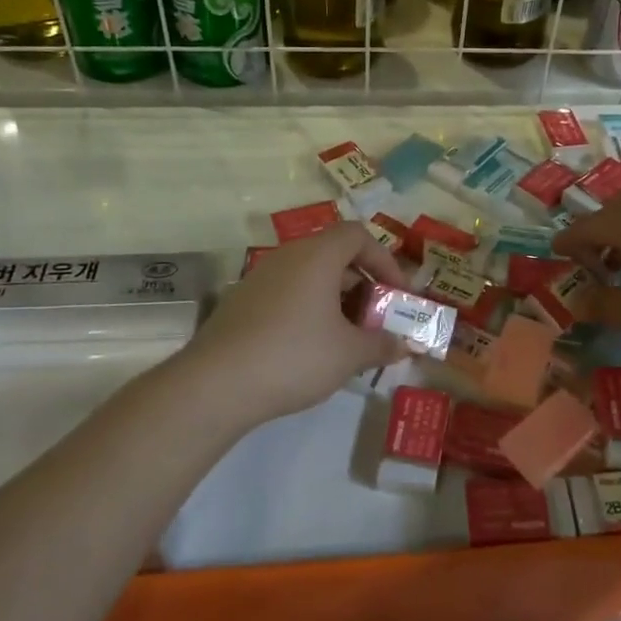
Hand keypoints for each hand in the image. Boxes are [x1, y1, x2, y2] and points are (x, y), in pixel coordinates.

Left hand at [176, 224, 409, 426]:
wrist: (215, 385)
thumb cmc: (294, 356)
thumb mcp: (349, 354)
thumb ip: (382, 344)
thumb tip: (404, 345)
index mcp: (317, 255)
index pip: (359, 235)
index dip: (385, 260)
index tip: (398, 294)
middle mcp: (287, 256)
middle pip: (335, 255)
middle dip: (363, 285)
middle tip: (376, 319)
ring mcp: (260, 278)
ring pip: (310, 277)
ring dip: (336, 300)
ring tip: (348, 338)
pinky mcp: (241, 303)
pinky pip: (287, 294)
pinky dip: (309, 310)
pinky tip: (311, 349)